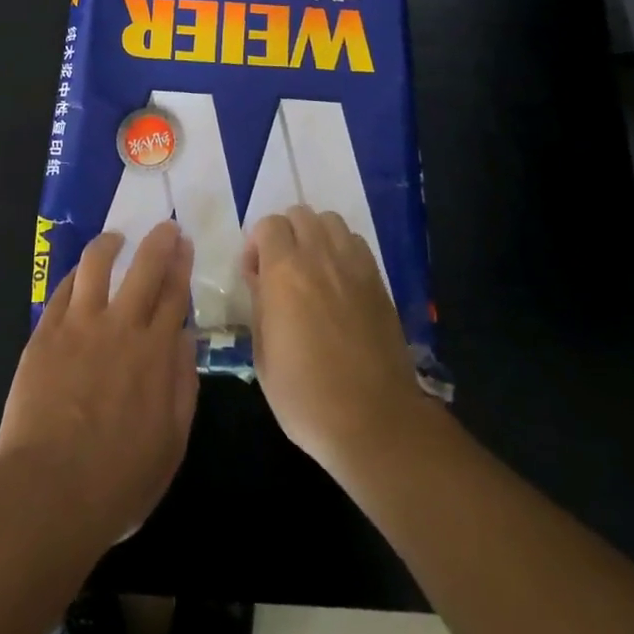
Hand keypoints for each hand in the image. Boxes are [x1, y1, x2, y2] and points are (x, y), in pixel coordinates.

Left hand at [0, 221, 198, 548]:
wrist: (49, 492)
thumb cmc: (118, 480)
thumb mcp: (171, 442)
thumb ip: (182, 384)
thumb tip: (185, 338)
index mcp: (156, 352)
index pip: (174, 294)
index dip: (181, 265)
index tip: (185, 244)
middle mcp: (121, 327)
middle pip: (144, 268)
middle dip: (158, 241)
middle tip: (164, 227)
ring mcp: (78, 326)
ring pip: (96, 266)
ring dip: (109, 245)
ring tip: (115, 238)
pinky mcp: (44, 335)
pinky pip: (60, 291)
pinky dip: (74, 276)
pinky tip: (78, 274)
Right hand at [242, 205, 430, 478]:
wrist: (373, 420)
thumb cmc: (305, 395)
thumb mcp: (263, 354)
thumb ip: (259, 304)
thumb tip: (260, 278)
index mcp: (284, 271)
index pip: (268, 225)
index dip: (256, 244)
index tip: (255, 274)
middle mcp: (320, 257)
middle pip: (300, 213)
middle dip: (285, 233)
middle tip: (281, 268)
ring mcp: (354, 265)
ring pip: (331, 221)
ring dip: (315, 235)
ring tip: (312, 268)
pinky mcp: (379, 280)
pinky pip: (356, 243)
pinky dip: (342, 249)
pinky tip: (338, 281)